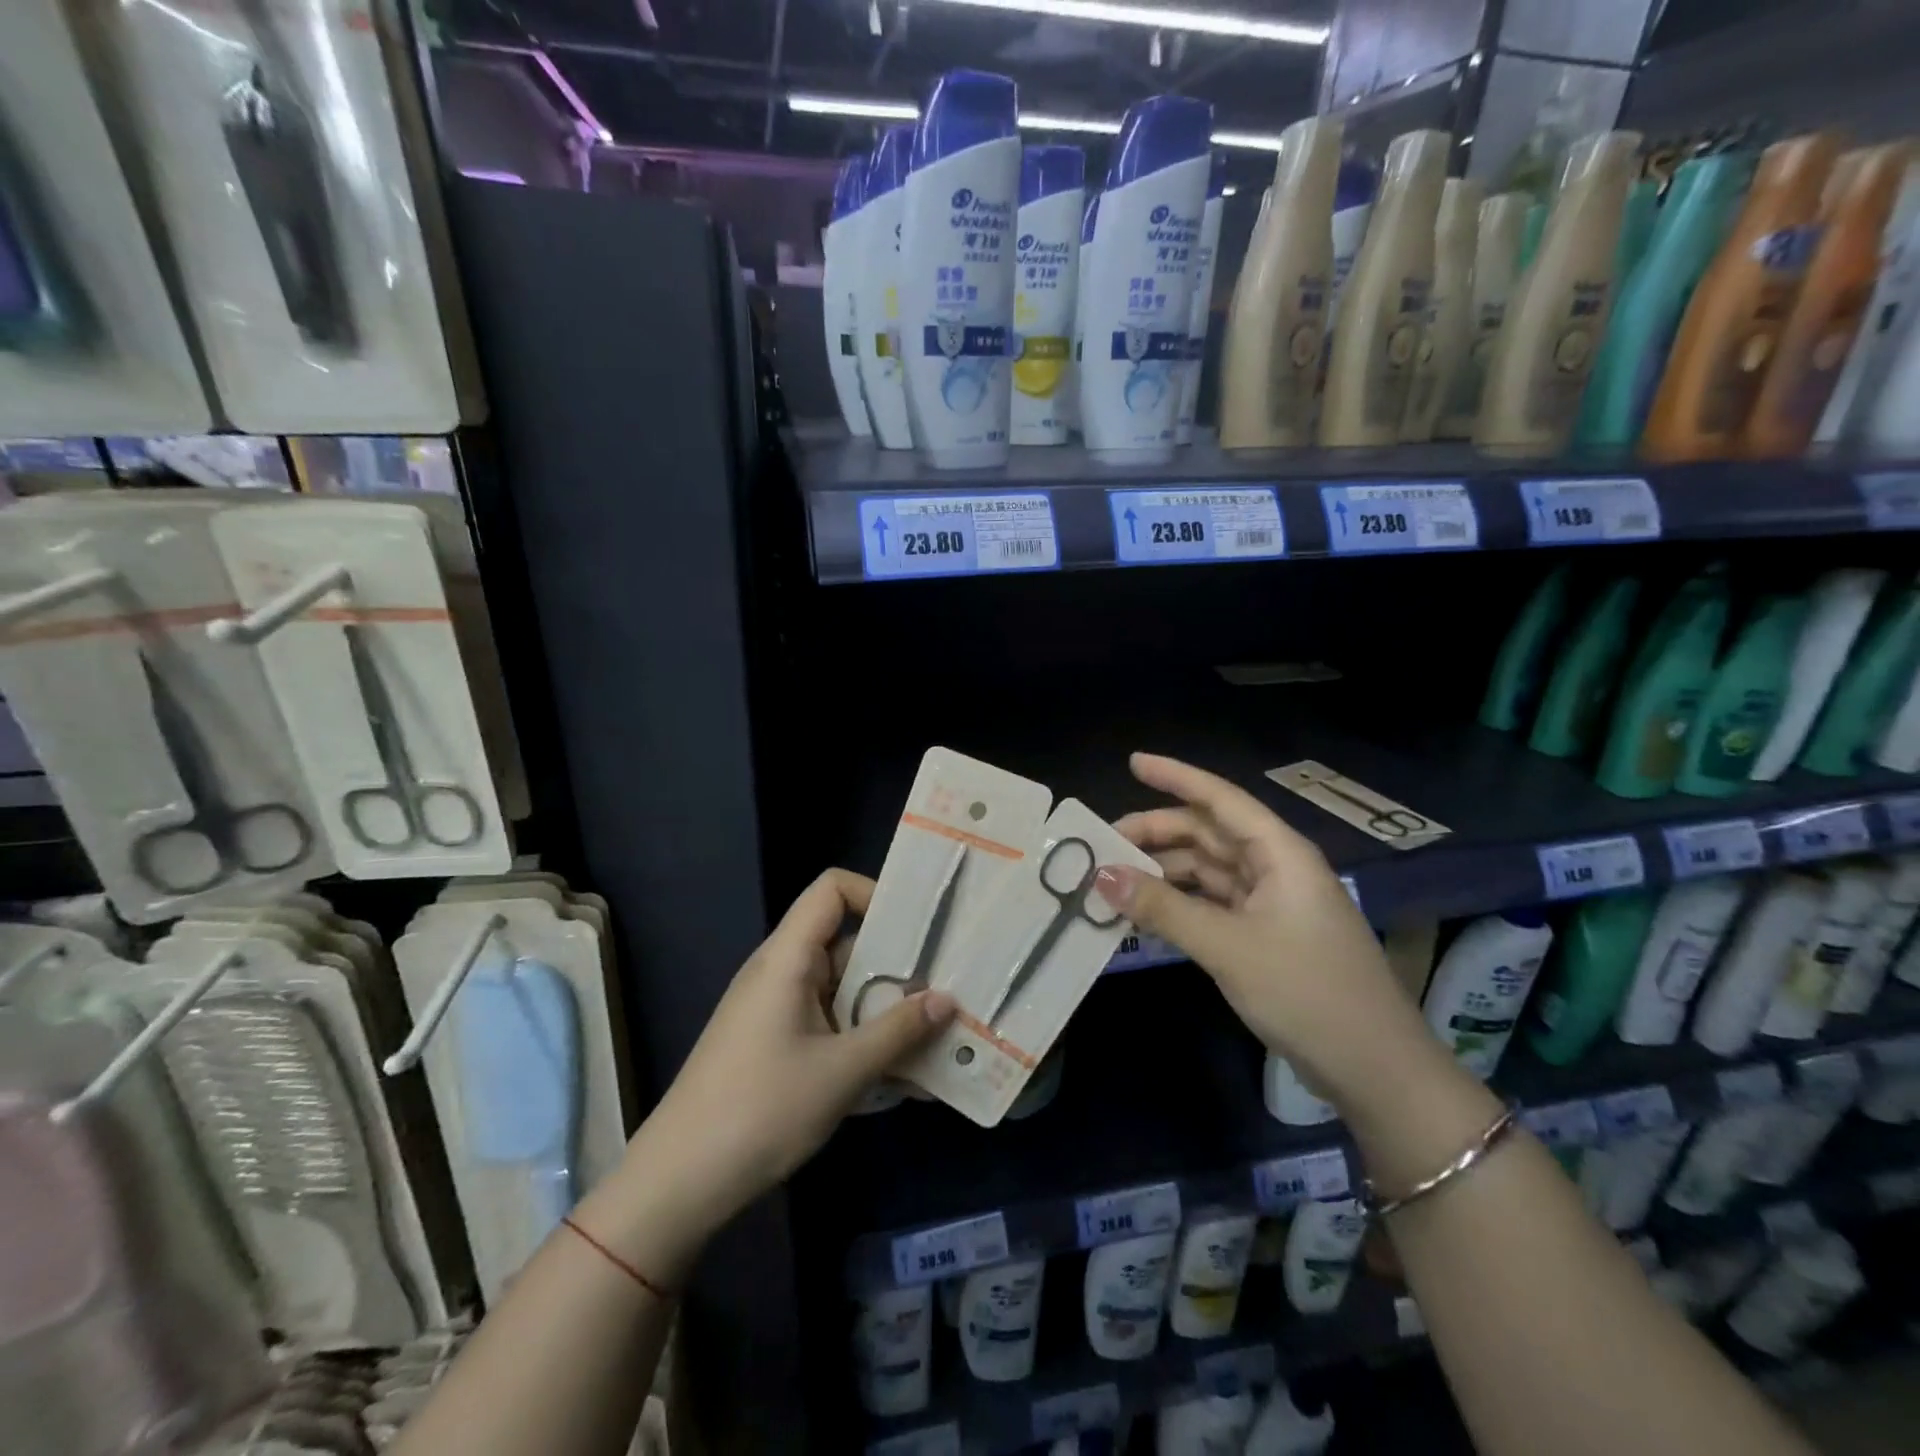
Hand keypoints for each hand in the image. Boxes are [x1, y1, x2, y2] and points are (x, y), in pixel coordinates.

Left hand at [596, 871, 953, 1273]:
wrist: (680, 1182)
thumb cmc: (762, 1110)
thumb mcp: (842, 1071)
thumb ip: (898, 1032)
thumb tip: (947, 1000)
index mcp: (789, 958)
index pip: (832, 890)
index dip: (876, 894)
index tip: (919, 929)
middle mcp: (784, 972)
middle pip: (848, 943)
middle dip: (900, 965)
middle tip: (950, 988)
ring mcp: (780, 1010)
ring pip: (846, 990)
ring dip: (889, 1011)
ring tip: (940, 1037)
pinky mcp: (779, 1045)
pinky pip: (833, 1024)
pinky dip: (866, 1040)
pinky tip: (905, 1078)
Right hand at [1095, 753, 1433, 1102]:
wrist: (1375, 1070)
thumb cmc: (1307, 993)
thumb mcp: (1228, 947)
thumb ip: (1163, 908)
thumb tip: (1102, 875)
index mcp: (1280, 853)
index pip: (1220, 798)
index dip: (1175, 777)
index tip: (1132, 763)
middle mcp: (1276, 868)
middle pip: (1208, 834)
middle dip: (1157, 833)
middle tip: (1103, 845)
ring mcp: (1271, 903)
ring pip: (1207, 870)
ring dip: (1163, 871)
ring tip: (1114, 880)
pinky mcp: (1265, 936)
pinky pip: (1211, 904)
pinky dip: (1178, 904)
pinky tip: (1144, 913)